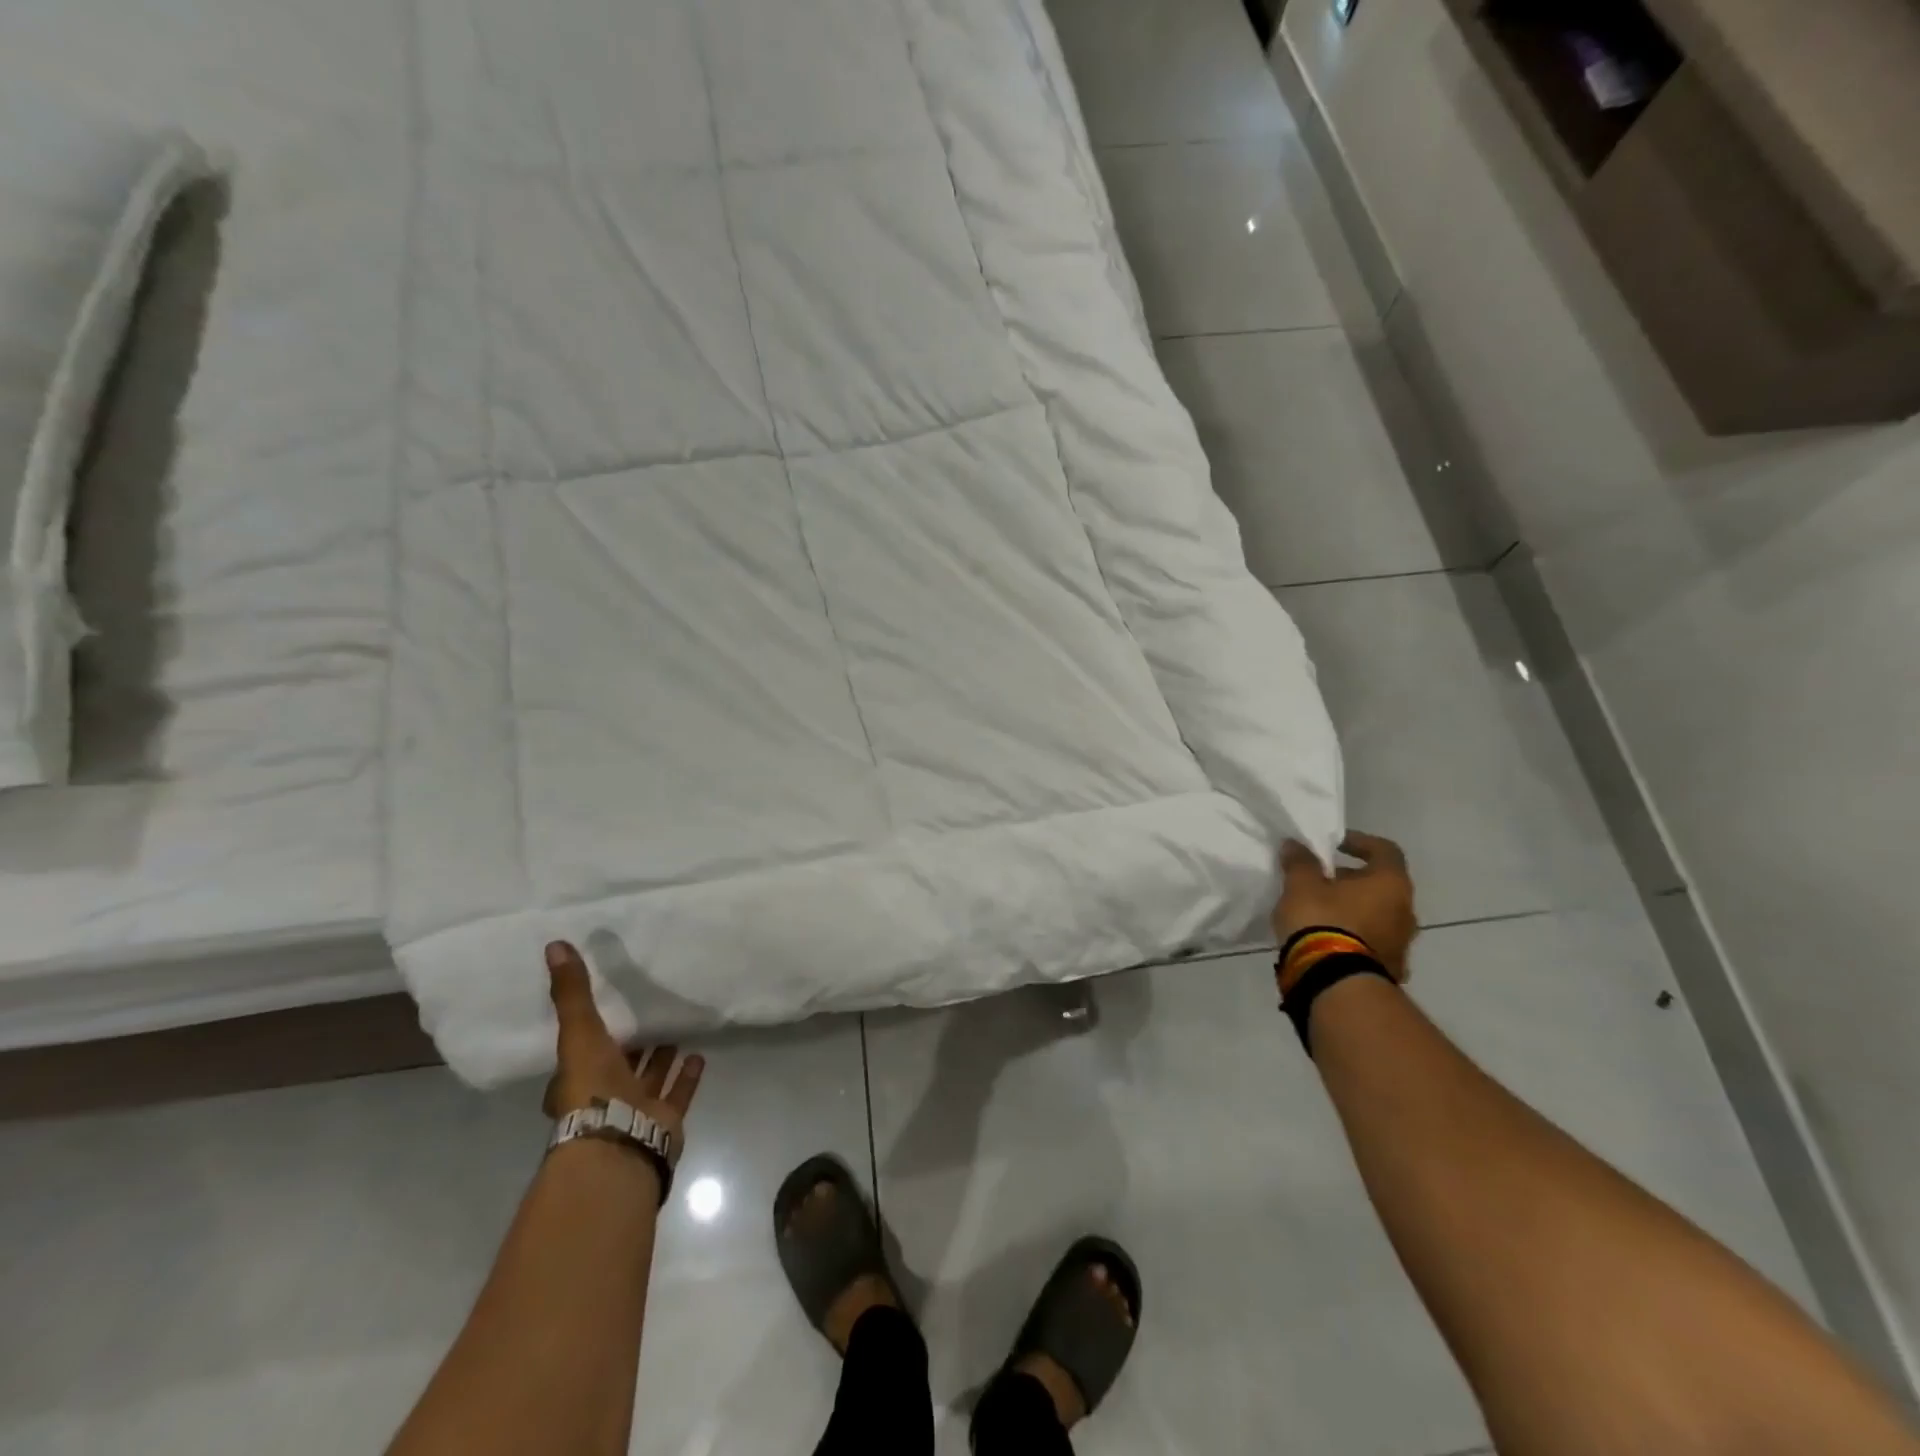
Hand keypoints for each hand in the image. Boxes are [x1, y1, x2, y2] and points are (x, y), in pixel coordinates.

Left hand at [542, 941, 704, 1154]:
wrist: (619, 1143)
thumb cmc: (592, 1089)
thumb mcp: (579, 1033)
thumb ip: (572, 993)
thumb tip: (554, 945)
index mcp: (577, 1080)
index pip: (584, 1052)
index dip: (594, 1032)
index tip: (609, 1007)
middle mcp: (604, 1096)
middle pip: (619, 1064)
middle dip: (633, 1042)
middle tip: (649, 1013)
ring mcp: (636, 1110)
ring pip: (649, 1078)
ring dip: (661, 1057)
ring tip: (678, 1029)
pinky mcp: (664, 1120)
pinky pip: (677, 1093)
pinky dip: (687, 1076)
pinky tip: (699, 1056)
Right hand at [1274, 831, 1418, 979]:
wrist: (1335, 981)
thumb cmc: (1323, 920)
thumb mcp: (1301, 884)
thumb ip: (1300, 861)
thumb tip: (1295, 845)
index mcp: (1391, 883)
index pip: (1385, 850)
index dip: (1360, 842)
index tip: (1334, 845)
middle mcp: (1406, 911)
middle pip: (1381, 885)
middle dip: (1351, 880)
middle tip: (1320, 880)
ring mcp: (1402, 943)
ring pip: (1378, 915)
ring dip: (1354, 909)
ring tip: (1320, 912)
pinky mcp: (1391, 969)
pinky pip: (1372, 942)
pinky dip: (1355, 935)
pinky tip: (1328, 939)